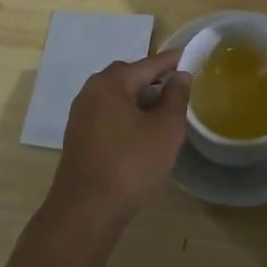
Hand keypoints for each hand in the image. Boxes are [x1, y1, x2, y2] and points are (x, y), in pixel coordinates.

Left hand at [50, 49, 192, 219]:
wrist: (85, 212)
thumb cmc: (130, 164)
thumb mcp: (165, 129)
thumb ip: (176, 97)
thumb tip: (180, 75)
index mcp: (111, 83)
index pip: (148, 64)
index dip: (171, 61)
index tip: (189, 54)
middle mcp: (91, 92)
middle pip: (128, 76)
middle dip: (152, 78)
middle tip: (177, 86)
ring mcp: (80, 115)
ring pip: (116, 96)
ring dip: (139, 99)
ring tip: (162, 111)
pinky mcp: (78, 137)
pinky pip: (107, 114)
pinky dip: (126, 114)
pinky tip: (141, 132)